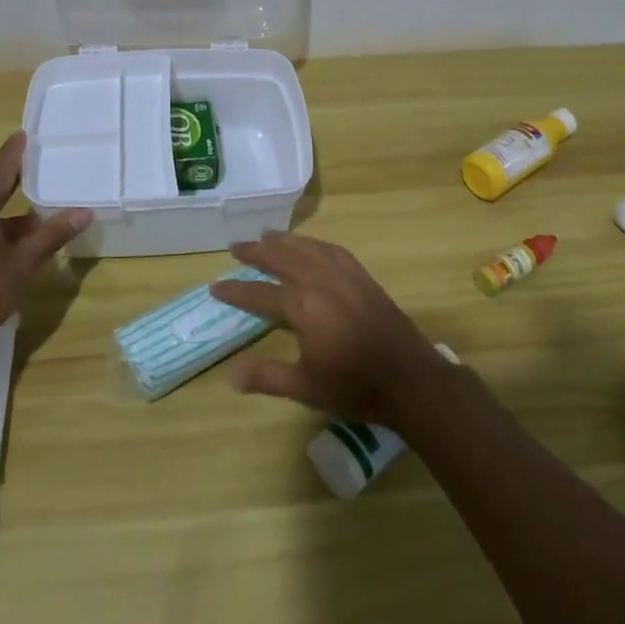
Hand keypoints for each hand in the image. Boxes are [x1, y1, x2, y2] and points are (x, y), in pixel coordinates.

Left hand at [0, 132, 90, 356]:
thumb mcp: (20, 266)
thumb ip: (50, 236)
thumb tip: (83, 212)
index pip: (0, 171)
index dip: (15, 153)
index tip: (25, 135)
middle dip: (16, 195)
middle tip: (43, 186)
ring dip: (4, 222)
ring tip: (34, 232)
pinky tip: (6, 253)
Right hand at [211, 231, 448, 426]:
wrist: (409, 379)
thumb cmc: (354, 387)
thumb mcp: (305, 387)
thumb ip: (267, 377)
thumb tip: (231, 375)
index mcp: (303, 306)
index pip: (260, 293)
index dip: (236, 290)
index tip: (215, 286)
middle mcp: (320, 281)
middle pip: (282, 257)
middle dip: (257, 251)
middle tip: (236, 246)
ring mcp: (345, 276)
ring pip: (308, 248)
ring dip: (284, 240)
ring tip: (266, 235)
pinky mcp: (363, 277)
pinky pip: (333, 250)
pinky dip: (315, 243)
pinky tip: (310, 246)